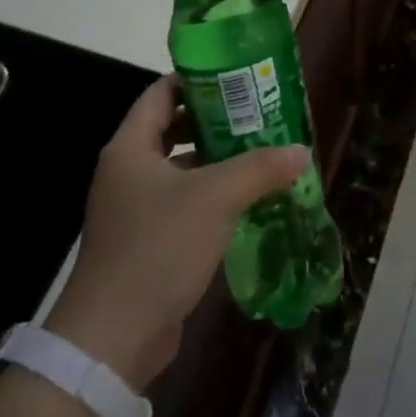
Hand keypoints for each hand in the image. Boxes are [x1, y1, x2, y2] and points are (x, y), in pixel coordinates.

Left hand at [46, 76, 308, 392]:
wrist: (114, 338)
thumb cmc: (158, 247)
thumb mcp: (215, 199)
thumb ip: (260, 168)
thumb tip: (301, 151)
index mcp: (130, 147)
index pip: (161, 94)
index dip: (197, 80)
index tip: (238, 78)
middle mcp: (127, 171)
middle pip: (173, 129)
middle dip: (215, 121)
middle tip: (259, 115)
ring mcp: (134, 209)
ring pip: (181, 170)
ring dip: (217, 162)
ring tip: (262, 153)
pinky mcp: (146, 242)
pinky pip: (183, 205)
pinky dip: (211, 197)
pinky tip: (247, 201)